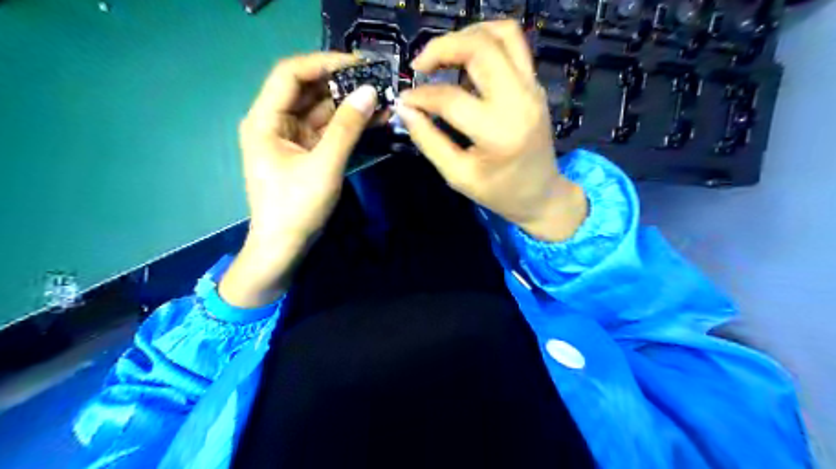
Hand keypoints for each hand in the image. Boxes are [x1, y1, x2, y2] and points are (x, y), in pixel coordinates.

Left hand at [220, 53, 379, 307]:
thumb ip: (347, 128)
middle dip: (342, 85)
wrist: (284, 248)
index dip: (324, 63)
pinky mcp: (306, 153)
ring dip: (349, 105)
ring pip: (321, 111)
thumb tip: (370, 92)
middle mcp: (275, 123)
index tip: (359, 64)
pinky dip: (348, 126)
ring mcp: (292, 139)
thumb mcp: (324, 166)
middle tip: (378, 82)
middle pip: (308, 90)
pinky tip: (373, 119)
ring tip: (382, 99)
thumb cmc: (296, 208)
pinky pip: (328, 131)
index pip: (290, 74)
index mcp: (265, 120)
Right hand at [395, 21, 585, 241]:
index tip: (405, 100)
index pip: (450, 98)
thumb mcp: (458, 175)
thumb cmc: (499, 192)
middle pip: (480, 47)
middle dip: (442, 47)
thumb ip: (429, 141)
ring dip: (466, 36)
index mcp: (498, 132)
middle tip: (420, 66)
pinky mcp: (535, 84)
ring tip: (443, 57)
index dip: (420, 96)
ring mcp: (532, 88)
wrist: (542, 193)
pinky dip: (485, 44)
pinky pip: (512, 45)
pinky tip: (467, 65)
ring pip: (502, 34)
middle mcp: (519, 100)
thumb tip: (405, 110)